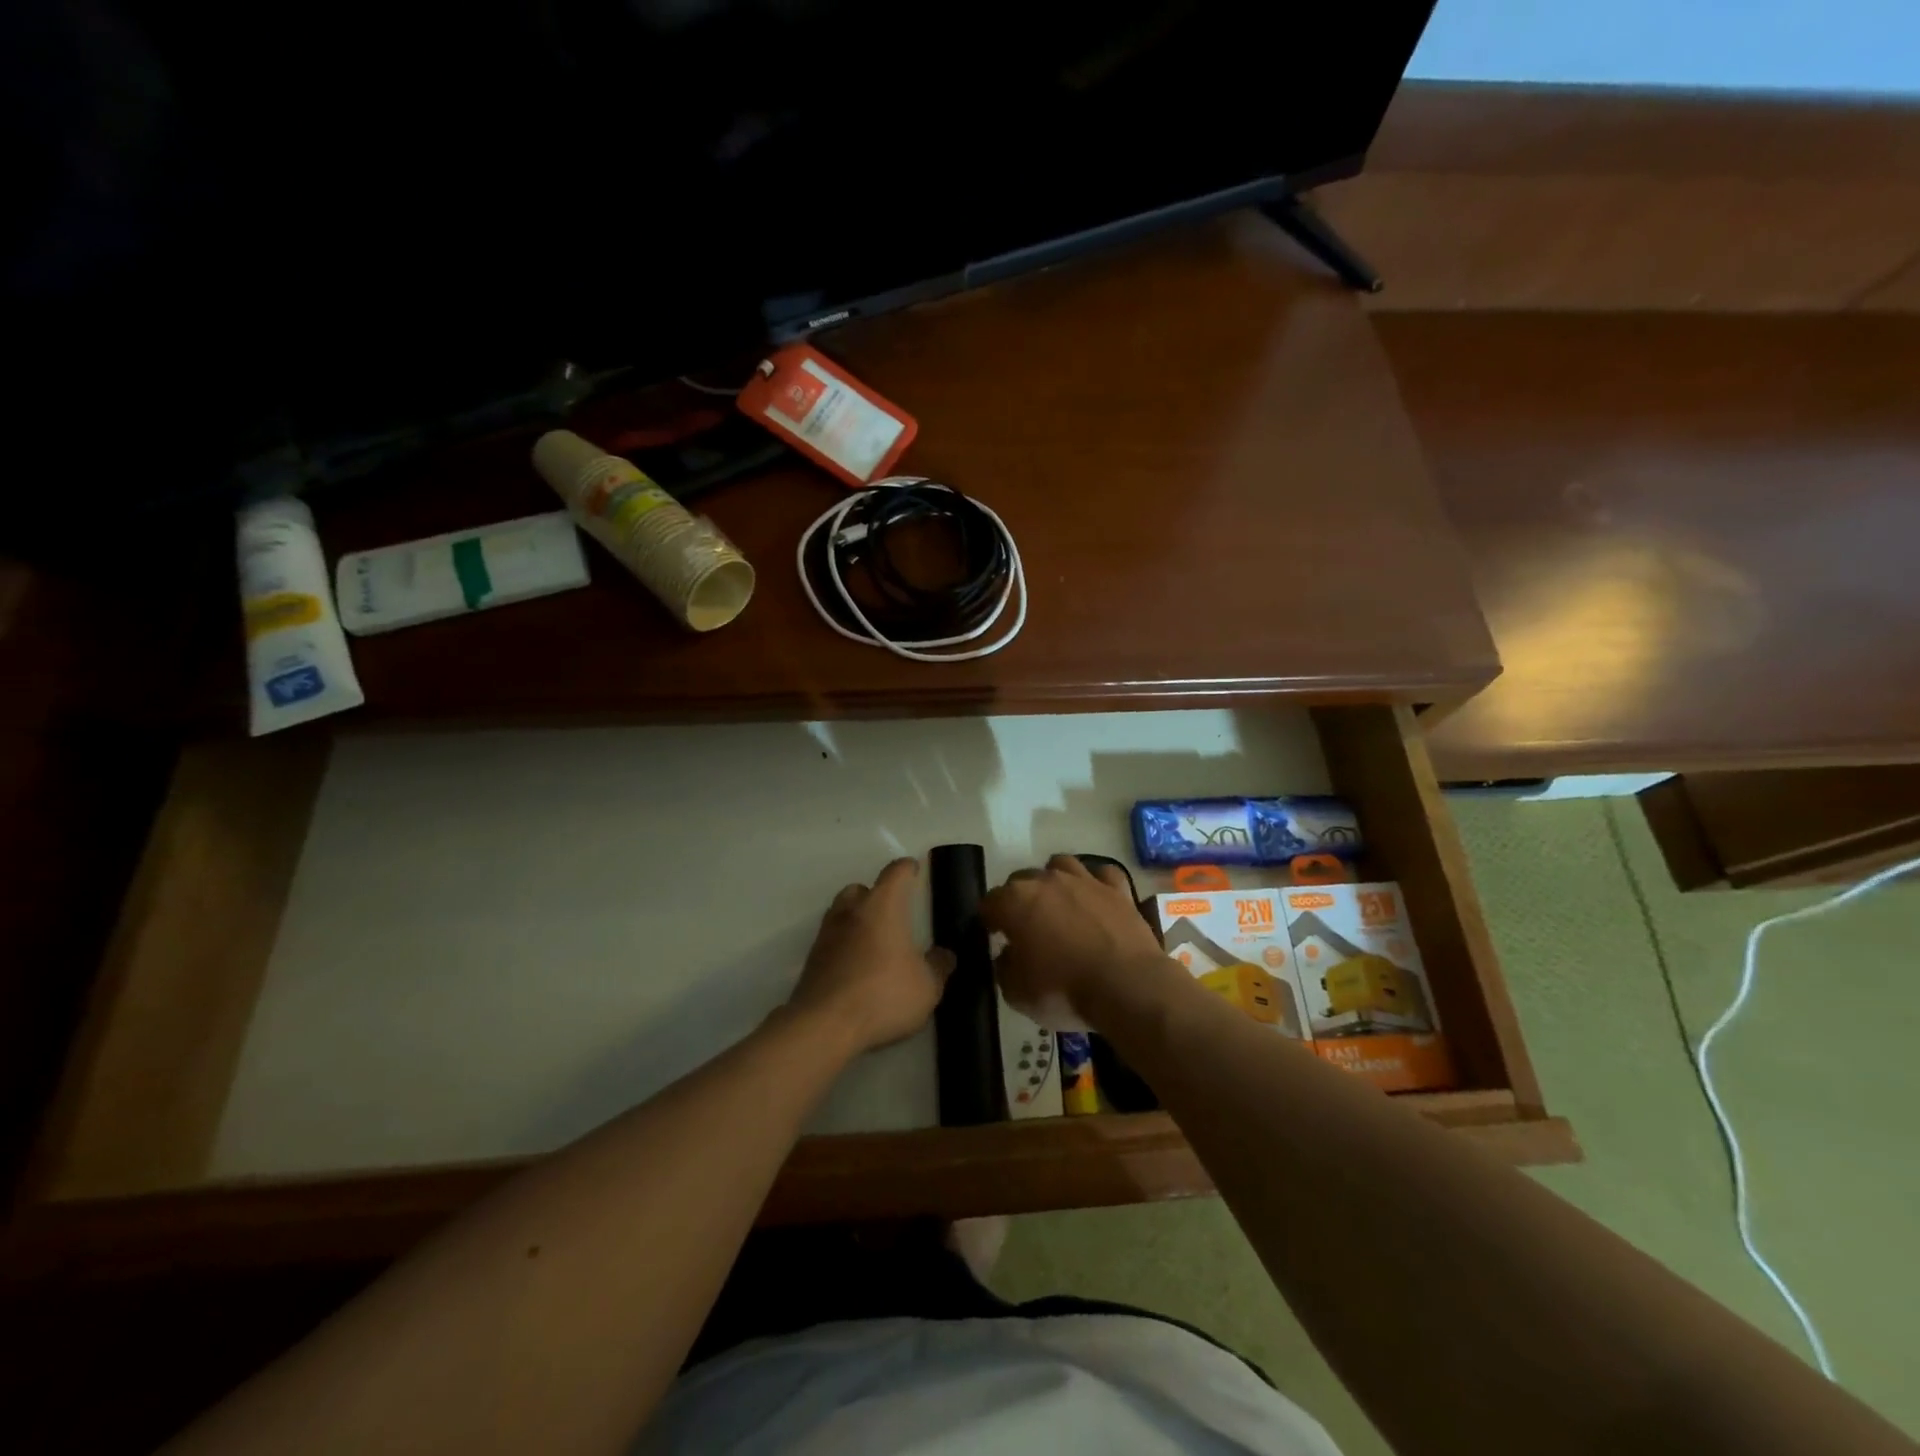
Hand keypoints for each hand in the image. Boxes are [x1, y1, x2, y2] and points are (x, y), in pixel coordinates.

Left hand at [788, 858, 953, 1055]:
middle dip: (876, 895)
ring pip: (842, 913)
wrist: (823, 1026)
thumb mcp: (927, 987)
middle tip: (893, 913)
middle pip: (860, 889)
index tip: (914, 870)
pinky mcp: (811, 960)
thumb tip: (945, 955)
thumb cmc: (882, 996)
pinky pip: (832, 941)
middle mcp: (851, 912)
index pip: (895, 873)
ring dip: (857, 919)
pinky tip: (857, 967)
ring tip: (875, 942)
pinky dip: (844, 946)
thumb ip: (939, 967)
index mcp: (882, 907)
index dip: (906, 869)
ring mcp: (827, 935)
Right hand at [982, 854, 1170, 1027]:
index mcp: (1015, 902)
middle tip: (1026, 927)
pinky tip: (1096, 898)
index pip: (989, 902)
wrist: (1127, 987)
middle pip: (1022, 880)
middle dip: (1019, 899)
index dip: (989, 920)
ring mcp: (1084, 880)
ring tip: (1059, 904)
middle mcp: (1046, 881)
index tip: (994, 936)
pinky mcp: (1117, 889)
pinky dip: (1096, 883)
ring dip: (1054, 881)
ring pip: (1061, 866)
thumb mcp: (1017, 993)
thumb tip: (1007, 954)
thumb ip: (1004, 967)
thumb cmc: (1064, 991)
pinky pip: (1102, 874)